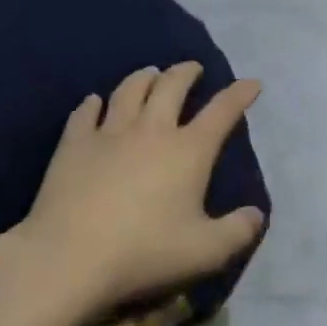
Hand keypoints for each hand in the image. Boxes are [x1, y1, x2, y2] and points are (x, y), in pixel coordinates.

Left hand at [3, 62, 265, 318]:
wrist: (69, 257)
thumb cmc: (145, 252)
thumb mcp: (206, 252)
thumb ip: (238, 232)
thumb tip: (257, 214)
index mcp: (189, 151)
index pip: (222, 112)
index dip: (239, 94)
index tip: (251, 83)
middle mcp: (151, 131)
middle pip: (171, 87)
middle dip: (186, 73)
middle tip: (193, 68)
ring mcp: (109, 133)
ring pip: (129, 90)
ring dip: (144, 77)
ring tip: (150, 73)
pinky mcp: (74, 145)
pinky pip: (85, 113)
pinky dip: (93, 103)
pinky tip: (95, 101)